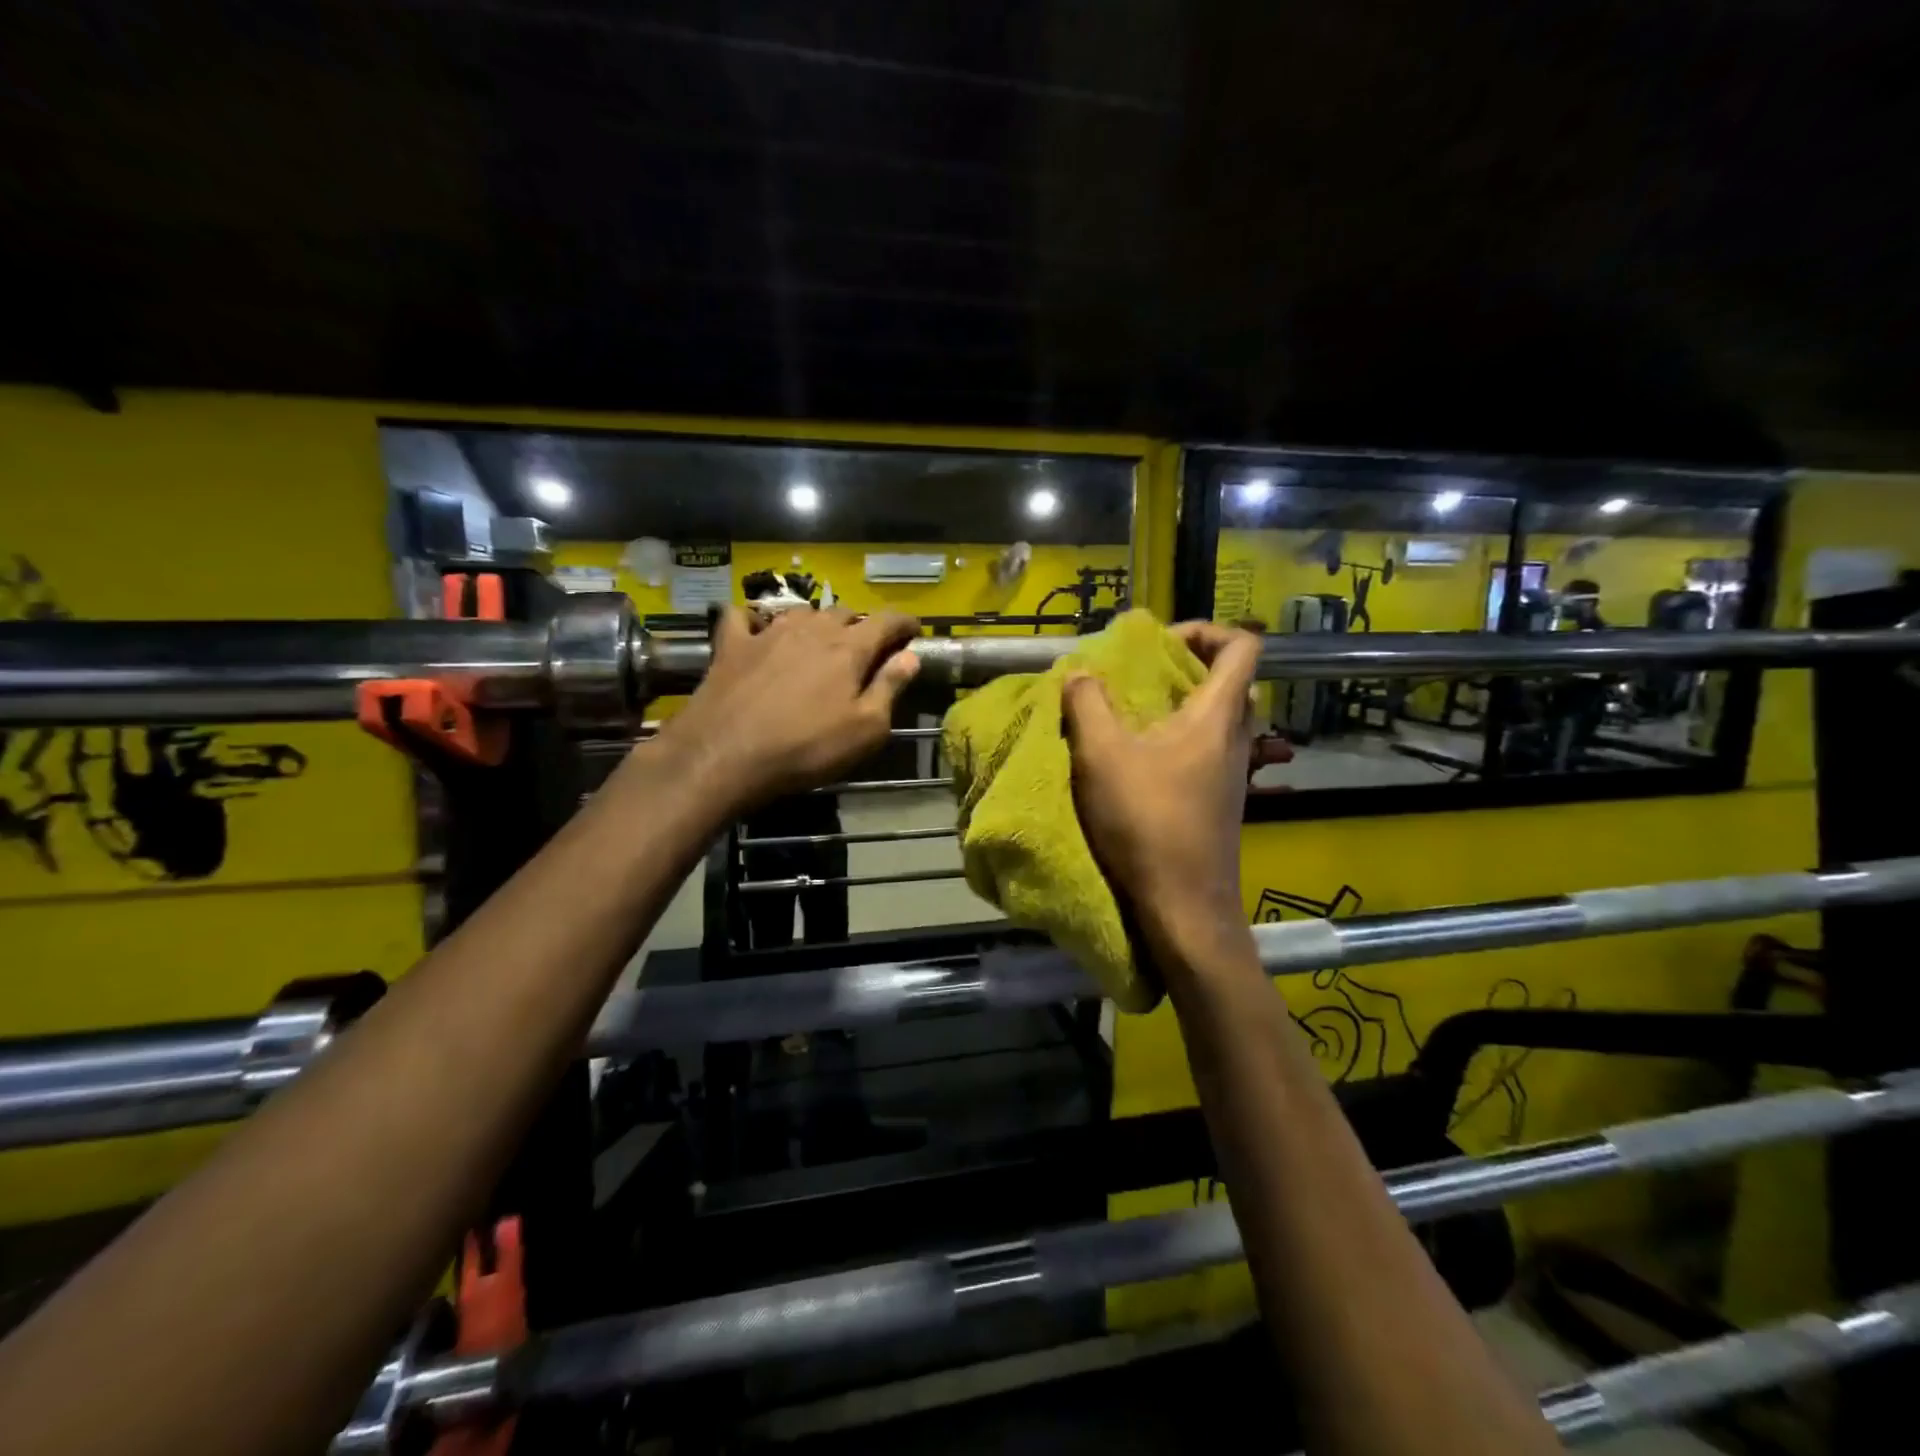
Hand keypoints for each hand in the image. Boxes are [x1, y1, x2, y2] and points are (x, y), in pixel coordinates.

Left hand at [654, 605, 920, 814]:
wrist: (725, 755)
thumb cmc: (806, 748)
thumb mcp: (865, 729)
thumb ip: (890, 687)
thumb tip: (911, 656)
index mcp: (848, 648)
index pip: (885, 621)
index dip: (904, 623)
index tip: (914, 630)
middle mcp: (811, 629)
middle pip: (844, 613)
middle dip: (861, 625)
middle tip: (866, 648)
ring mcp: (767, 633)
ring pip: (801, 612)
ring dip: (816, 623)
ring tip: (819, 641)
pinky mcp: (731, 645)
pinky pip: (743, 617)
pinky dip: (755, 619)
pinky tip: (757, 631)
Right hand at [1063, 622, 1260, 947]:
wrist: (1184, 905)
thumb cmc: (1147, 822)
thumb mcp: (1101, 756)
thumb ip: (1087, 705)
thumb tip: (1081, 674)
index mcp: (1217, 716)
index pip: (1243, 647)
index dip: (1207, 630)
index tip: (1161, 642)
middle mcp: (1236, 739)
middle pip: (1229, 682)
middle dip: (1186, 667)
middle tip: (1141, 675)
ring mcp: (1232, 774)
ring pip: (1218, 720)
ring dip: (1180, 707)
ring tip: (1132, 716)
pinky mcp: (1220, 802)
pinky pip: (1207, 751)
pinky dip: (1179, 740)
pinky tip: (1140, 762)